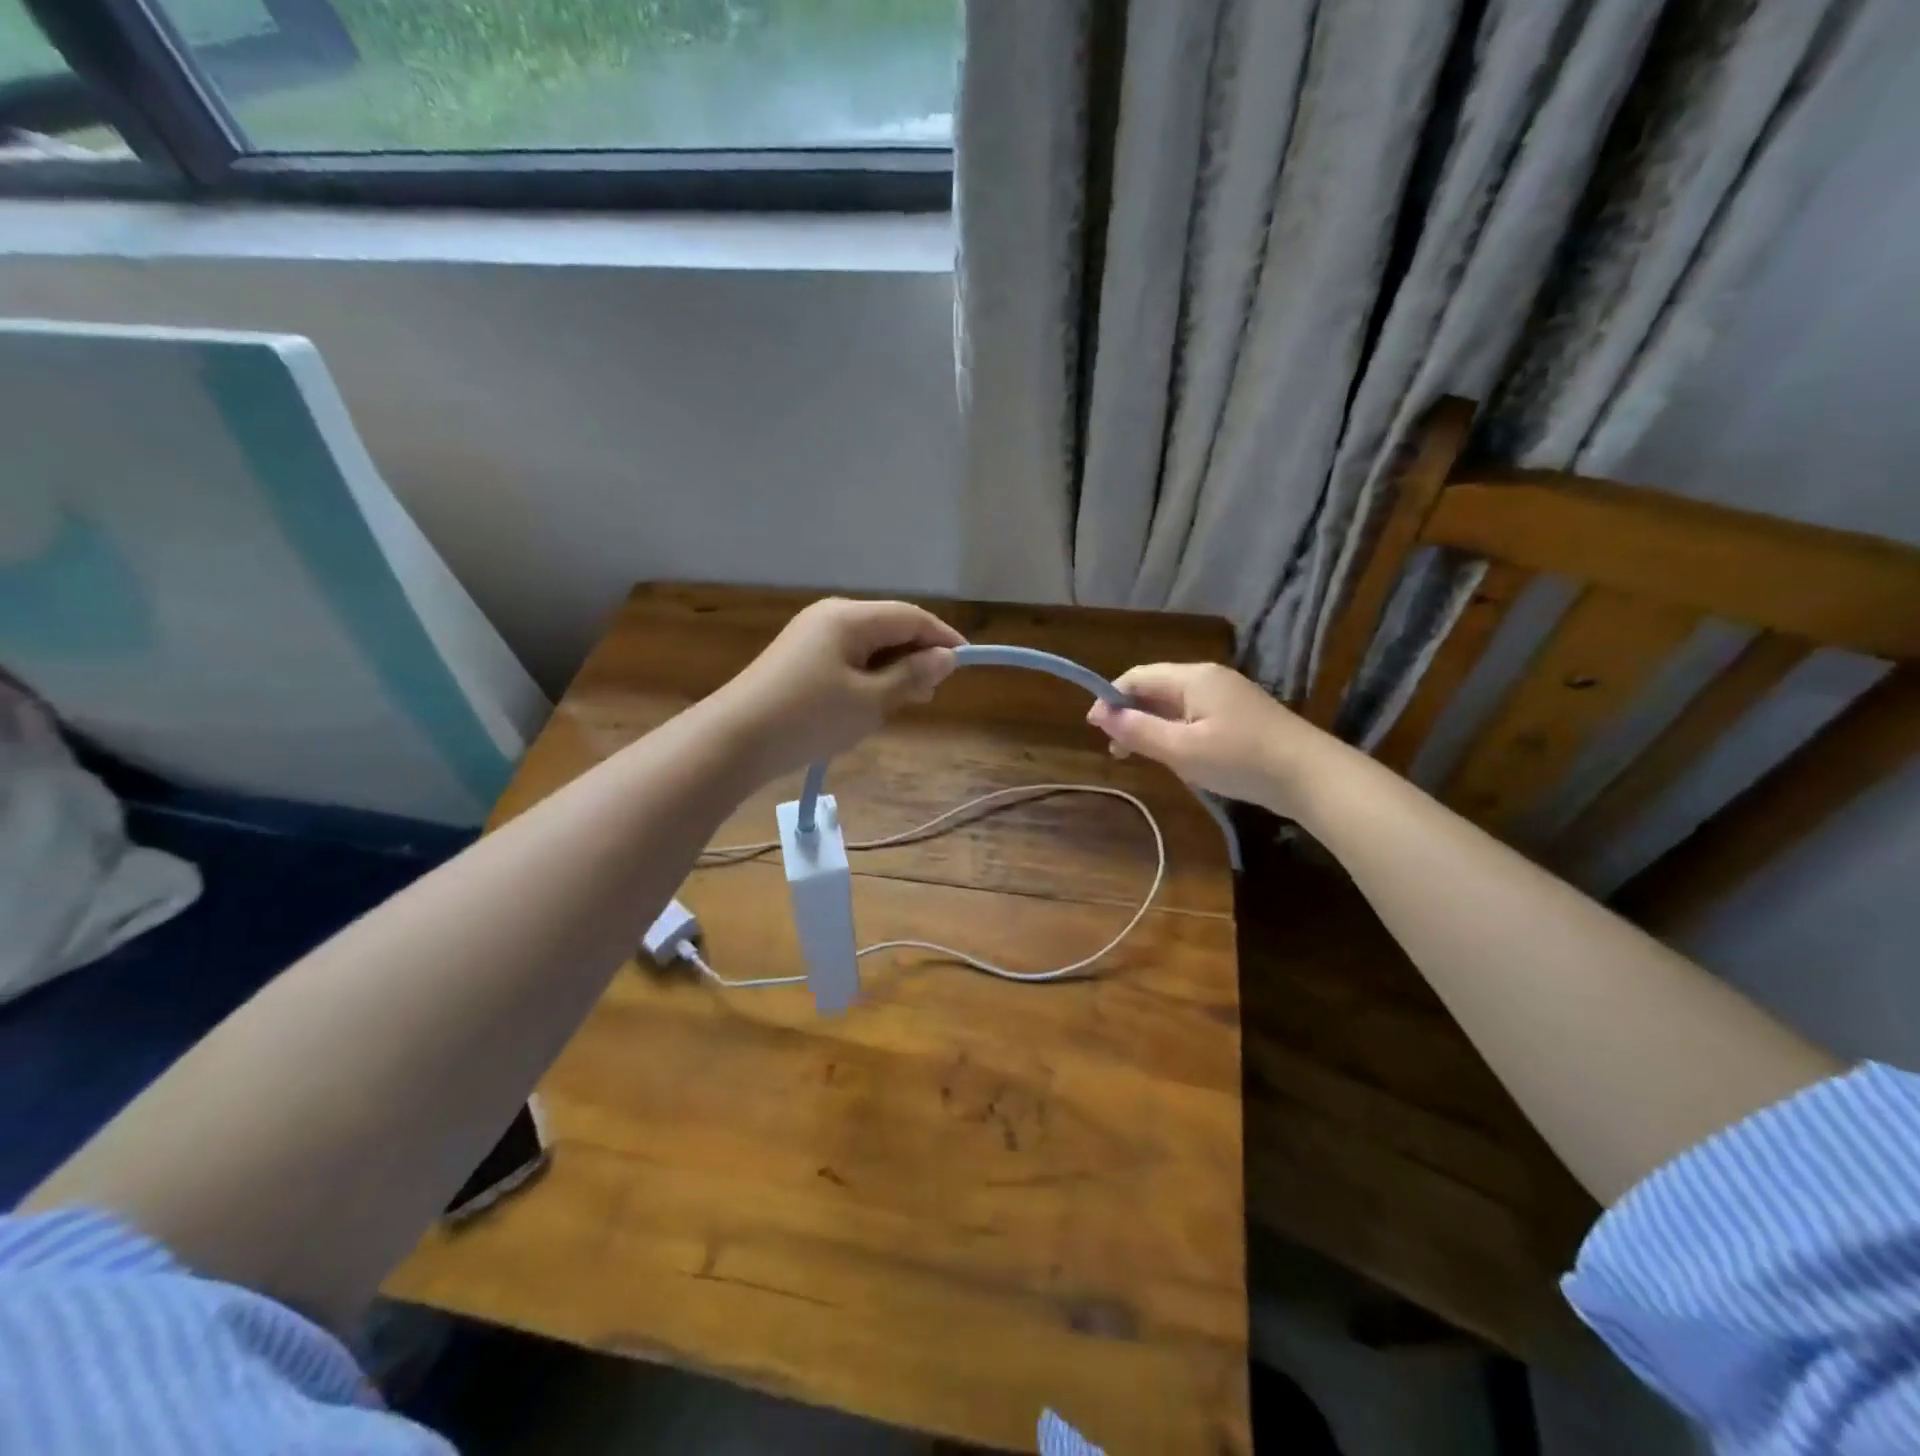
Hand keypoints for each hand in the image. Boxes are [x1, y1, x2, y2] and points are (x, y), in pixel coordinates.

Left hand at [713, 598, 964, 780]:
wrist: (735, 739)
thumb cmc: (810, 717)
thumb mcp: (871, 700)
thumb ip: (912, 675)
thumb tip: (946, 657)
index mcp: (850, 617)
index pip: (911, 617)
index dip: (942, 638)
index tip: (966, 665)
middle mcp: (830, 616)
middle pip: (889, 627)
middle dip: (916, 656)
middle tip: (931, 694)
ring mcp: (810, 636)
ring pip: (868, 645)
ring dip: (893, 669)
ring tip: (906, 703)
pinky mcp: (798, 659)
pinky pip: (847, 659)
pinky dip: (868, 676)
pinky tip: (871, 704)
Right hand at [1085, 662, 1337, 813]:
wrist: (1311, 777)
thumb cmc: (1240, 760)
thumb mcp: (1181, 749)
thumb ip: (1138, 731)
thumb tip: (1101, 716)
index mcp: (1193, 677)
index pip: (1137, 676)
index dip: (1110, 698)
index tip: (1093, 728)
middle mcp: (1209, 678)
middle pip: (1156, 688)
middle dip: (1129, 714)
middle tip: (1116, 750)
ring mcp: (1228, 696)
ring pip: (1175, 705)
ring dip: (1151, 726)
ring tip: (1140, 757)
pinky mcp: (1240, 716)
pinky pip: (1194, 716)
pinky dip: (1175, 732)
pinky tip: (1175, 756)